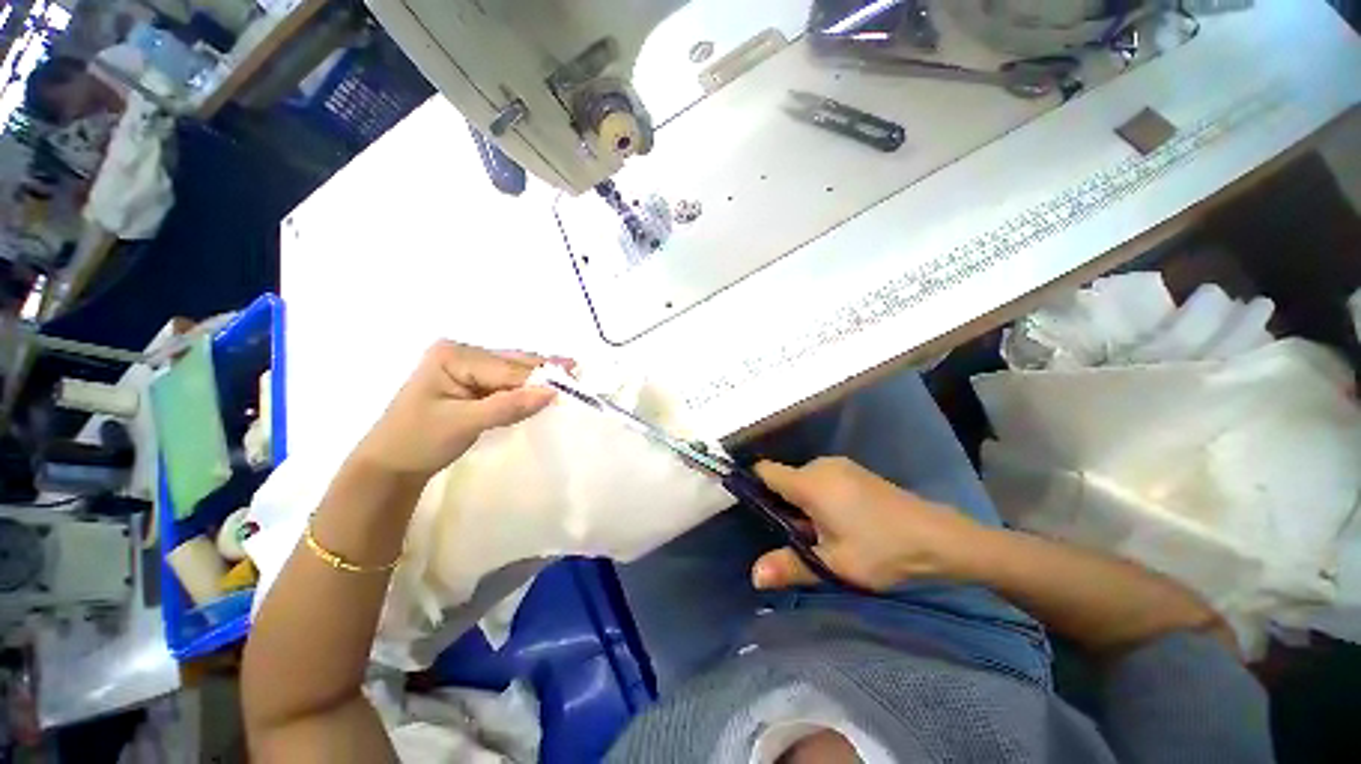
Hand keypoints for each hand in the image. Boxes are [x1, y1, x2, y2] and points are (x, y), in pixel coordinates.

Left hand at [350, 341, 566, 480]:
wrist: (390, 466)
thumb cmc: (418, 441)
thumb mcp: (464, 423)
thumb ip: (508, 406)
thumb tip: (551, 393)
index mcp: (453, 355)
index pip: (508, 368)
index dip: (540, 378)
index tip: (572, 385)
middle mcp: (461, 354)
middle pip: (513, 363)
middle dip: (544, 372)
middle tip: (578, 373)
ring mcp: (466, 367)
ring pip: (512, 371)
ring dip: (538, 379)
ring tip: (570, 377)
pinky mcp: (471, 382)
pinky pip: (506, 382)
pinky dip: (525, 388)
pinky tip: (545, 388)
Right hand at [750, 457, 983, 591]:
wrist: (940, 538)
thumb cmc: (882, 550)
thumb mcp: (834, 564)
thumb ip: (791, 566)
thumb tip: (754, 576)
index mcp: (810, 482)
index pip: (765, 471)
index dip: (751, 484)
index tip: (746, 506)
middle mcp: (821, 466)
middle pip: (785, 478)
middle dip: (781, 504)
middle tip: (792, 537)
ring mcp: (841, 466)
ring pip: (805, 480)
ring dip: (801, 503)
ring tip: (817, 535)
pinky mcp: (855, 472)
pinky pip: (822, 479)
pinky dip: (818, 497)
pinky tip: (838, 523)